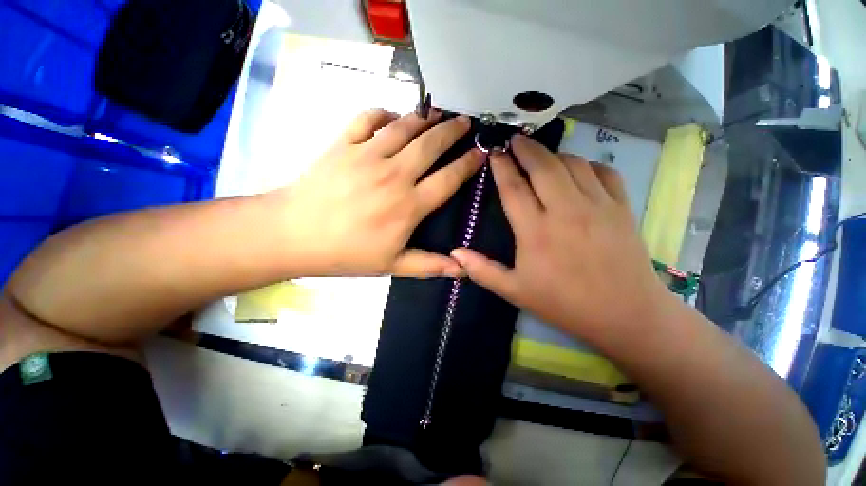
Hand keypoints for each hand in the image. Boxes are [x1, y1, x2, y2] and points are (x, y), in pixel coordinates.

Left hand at [275, 109, 481, 277]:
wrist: (294, 235)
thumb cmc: (346, 253)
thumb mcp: (391, 266)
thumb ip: (429, 265)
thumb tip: (462, 270)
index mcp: (408, 205)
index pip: (448, 179)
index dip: (468, 164)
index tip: (481, 152)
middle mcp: (394, 175)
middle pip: (431, 145)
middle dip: (453, 131)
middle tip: (465, 122)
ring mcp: (367, 155)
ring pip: (405, 127)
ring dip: (425, 118)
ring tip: (438, 113)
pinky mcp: (344, 144)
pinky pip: (368, 118)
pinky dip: (384, 112)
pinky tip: (393, 117)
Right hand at [451, 135, 667, 346]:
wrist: (625, 314)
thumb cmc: (563, 303)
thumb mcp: (514, 291)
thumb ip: (482, 270)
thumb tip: (455, 253)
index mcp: (535, 230)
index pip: (513, 187)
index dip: (501, 166)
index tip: (494, 152)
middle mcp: (565, 210)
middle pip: (542, 166)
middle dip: (525, 148)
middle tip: (514, 139)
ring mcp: (597, 205)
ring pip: (571, 163)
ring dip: (553, 155)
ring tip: (541, 156)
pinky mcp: (621, 207)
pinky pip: (603, 171)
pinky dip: (586, 164)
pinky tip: (577, 170)